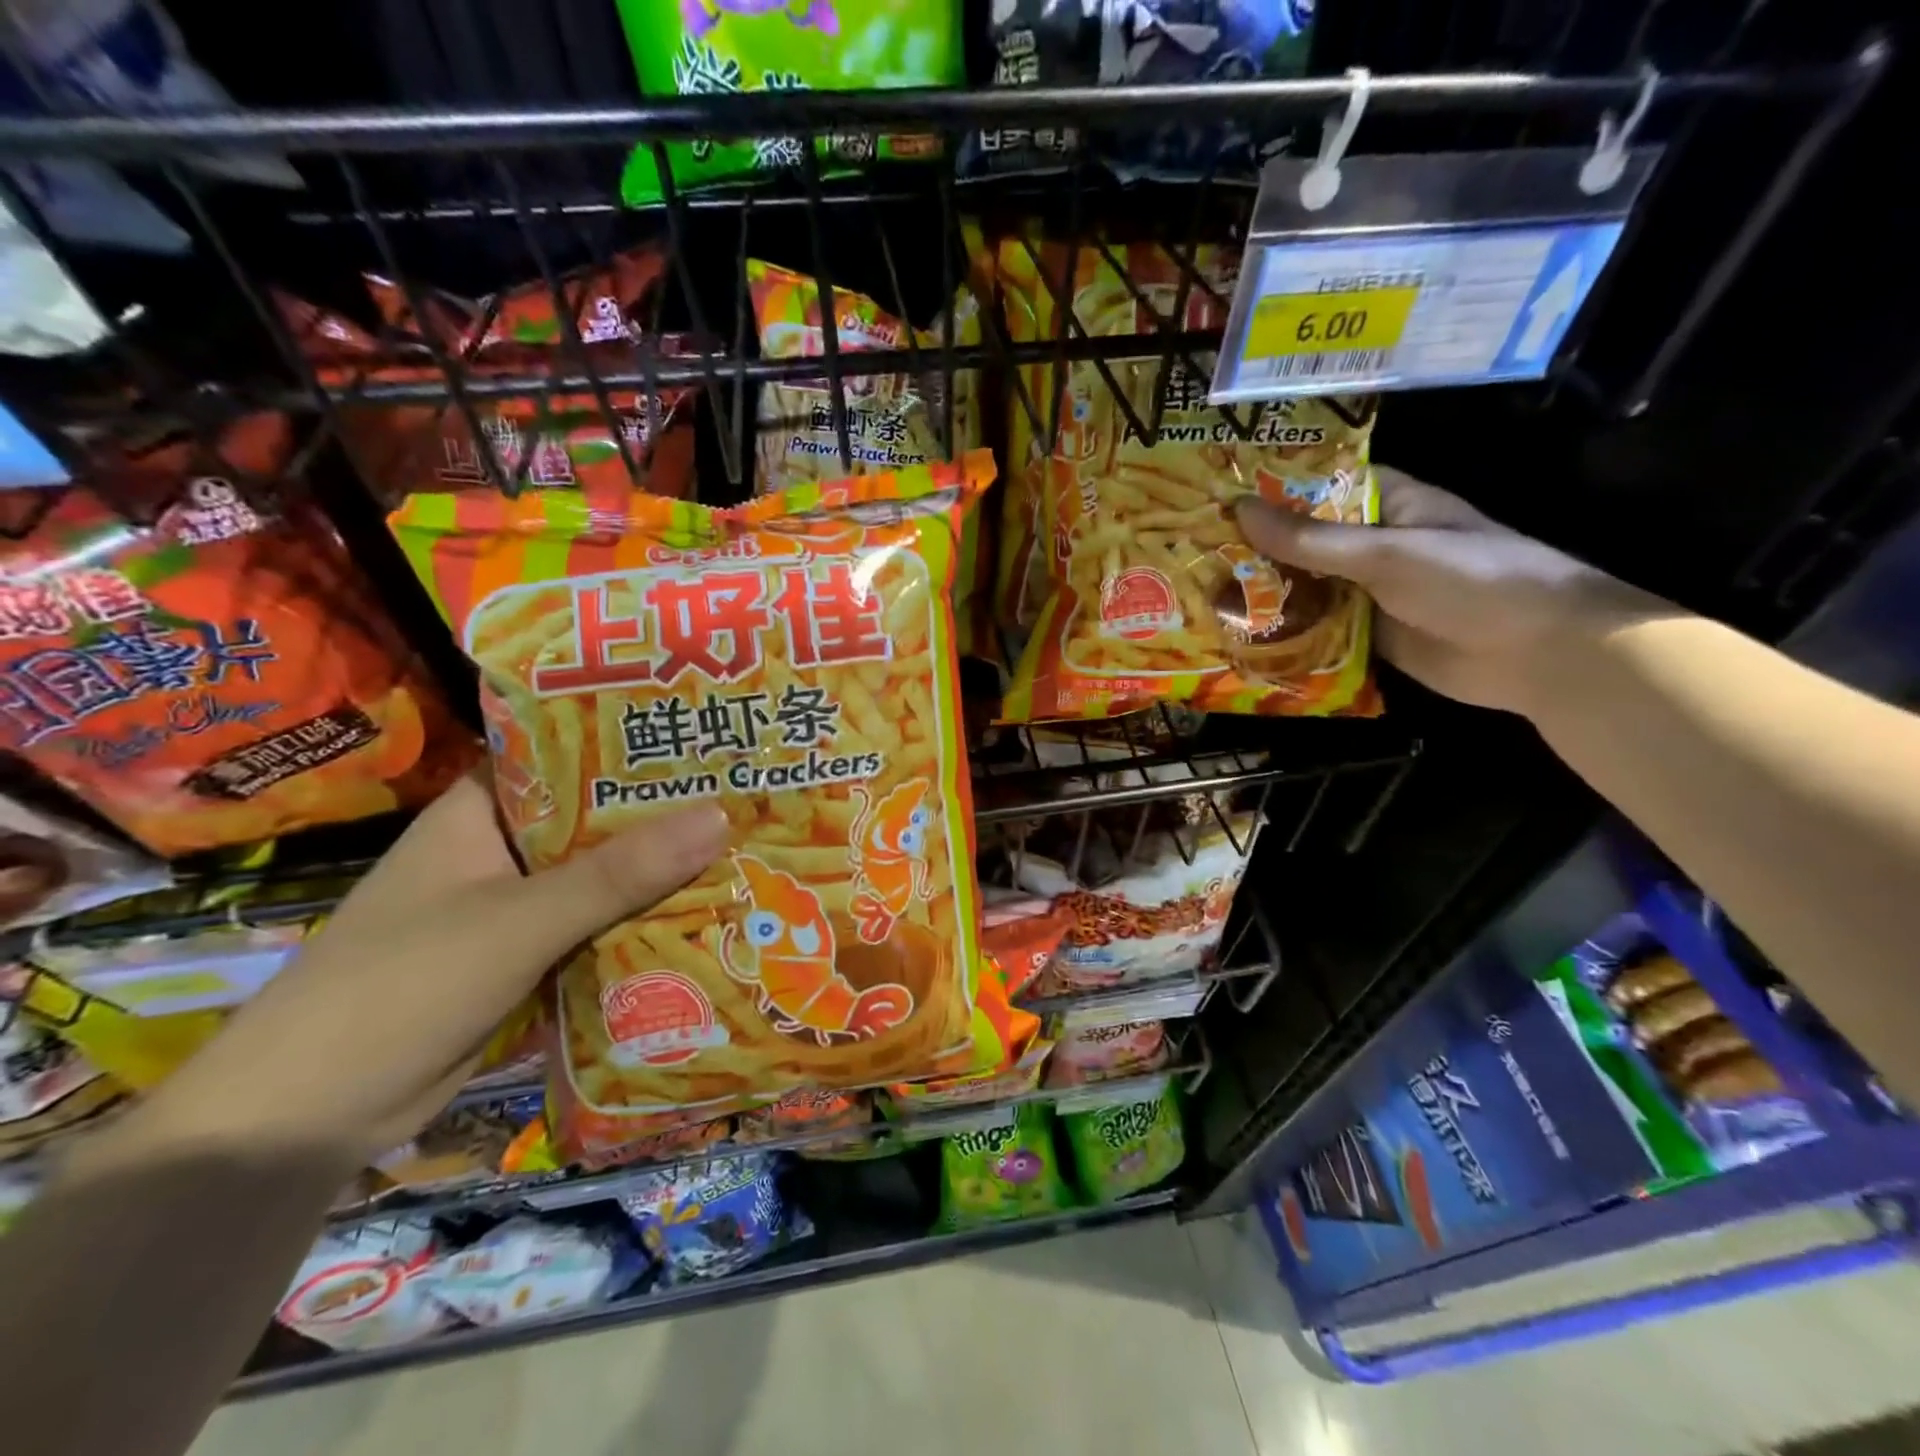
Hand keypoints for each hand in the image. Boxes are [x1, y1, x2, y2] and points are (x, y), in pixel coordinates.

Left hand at [126, 778, 728, 1165]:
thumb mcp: (520, 922)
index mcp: (482, 813)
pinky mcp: (527, 958)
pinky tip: (706, 914)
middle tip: (750, 792)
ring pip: (603, 876)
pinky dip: (641, 922)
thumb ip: (619, 873)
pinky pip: (598, 926)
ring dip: (661, 872)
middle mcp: (501, 851)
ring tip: (748, 845)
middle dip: (665, 812)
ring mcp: (514, 907)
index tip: (706, 732)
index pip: (567, 754)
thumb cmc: (401, 989)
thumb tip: (719, 816)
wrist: (306, 1122)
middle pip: (597, 819)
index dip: (633, 741)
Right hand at [1235, 466, 1669, 715]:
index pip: (1321, 485)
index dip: (1273, 488)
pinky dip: (1287, 631)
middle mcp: (1375, 544)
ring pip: (1309, 586)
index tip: (1219, 494)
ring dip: (1267, 592)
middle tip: (1194, 551)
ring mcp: (1371, 592)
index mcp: (1388, 504)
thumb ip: (1312, 539)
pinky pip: (1319, 627)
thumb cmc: (1471, 580)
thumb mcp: (1385, 553)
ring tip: (1203, 592)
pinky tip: (1241, 634)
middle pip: (1307, 540)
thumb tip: (1240, 512)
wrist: (1538, 653)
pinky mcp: (1369, 634)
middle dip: (1259, 547)